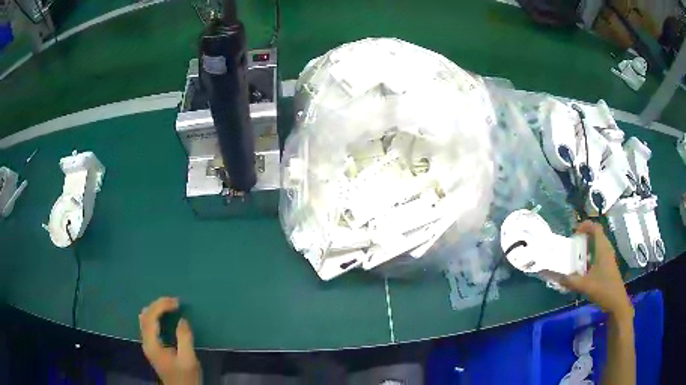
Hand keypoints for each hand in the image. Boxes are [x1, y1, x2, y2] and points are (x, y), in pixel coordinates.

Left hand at [139, 297, 200, 384]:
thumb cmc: (186, 377)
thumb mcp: (188, 360)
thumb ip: (184, 339)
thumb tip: (182, 319)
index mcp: (152, 344)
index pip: (151, 317)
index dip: (161, 306)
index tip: (176, 302)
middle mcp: (146, 342)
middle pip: (145, 316)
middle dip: (158, 305)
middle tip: (174, 301)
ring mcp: (147, 344)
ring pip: (145, 319)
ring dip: (155, 309)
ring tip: (169, 306)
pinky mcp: (152, 347)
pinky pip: (148, 325)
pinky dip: (154, 316)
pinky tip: (162, 316)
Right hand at [559, 221, 633, 319]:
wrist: (616, 302)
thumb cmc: (604, 289)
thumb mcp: (585, 286)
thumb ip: (570, 281)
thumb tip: (556, 277)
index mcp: (602, 248)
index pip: (595, 227)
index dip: (585, 226)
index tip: (574, 234)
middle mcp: (606, 249)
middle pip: (596, 235)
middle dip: (583, 237)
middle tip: (572, 245)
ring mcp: (608, 258)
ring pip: (597, 246)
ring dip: (586, 248)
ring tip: (575, 257)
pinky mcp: (607, 266)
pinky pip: (598, 255)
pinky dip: (589, 257)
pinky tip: (582, 270)